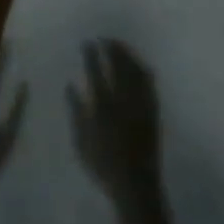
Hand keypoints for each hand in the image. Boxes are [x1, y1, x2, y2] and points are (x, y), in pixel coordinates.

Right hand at [67, 39, 166, 211]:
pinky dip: (142, 67)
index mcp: (103, 104)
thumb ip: (75, 111)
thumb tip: (70, 85)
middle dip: (112, 47)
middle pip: (118, 63)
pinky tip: (139, 64)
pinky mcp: (152, 107)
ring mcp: (140, 101)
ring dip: (127, 53)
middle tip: (105, 39)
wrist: (135, 185)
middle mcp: (122, 97)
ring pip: (134, 68)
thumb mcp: (81, 142)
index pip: (96, 69)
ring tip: (120, 46)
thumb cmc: (103, 165)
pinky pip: (149, 80)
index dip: (92, 53)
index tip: (88, 42)